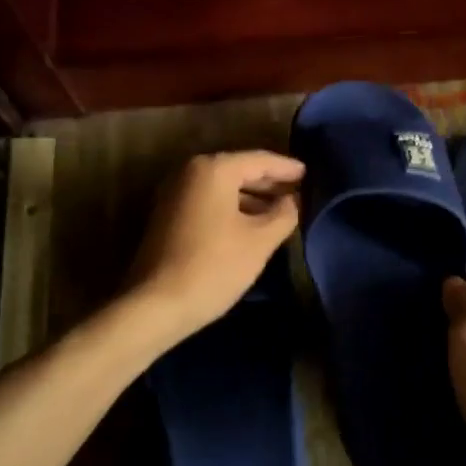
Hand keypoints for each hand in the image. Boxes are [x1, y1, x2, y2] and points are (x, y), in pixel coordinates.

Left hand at [127, 150, 303, 343]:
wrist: (155, 305)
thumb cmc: (214, 266)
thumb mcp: (260, 240)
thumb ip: (283, 214)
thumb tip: (293, 201)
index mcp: (213, 169)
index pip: (259, 160)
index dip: (287, 167)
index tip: (309, 173)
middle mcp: (190, 172)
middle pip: (239, 169)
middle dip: (270, 181)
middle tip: (299, 190)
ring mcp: (175, 193)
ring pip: (223, 187)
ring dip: (252, 197)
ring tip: (281, 210)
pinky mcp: (168, 215)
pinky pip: (209, 201)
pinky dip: (233, 207)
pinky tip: (252, 223)